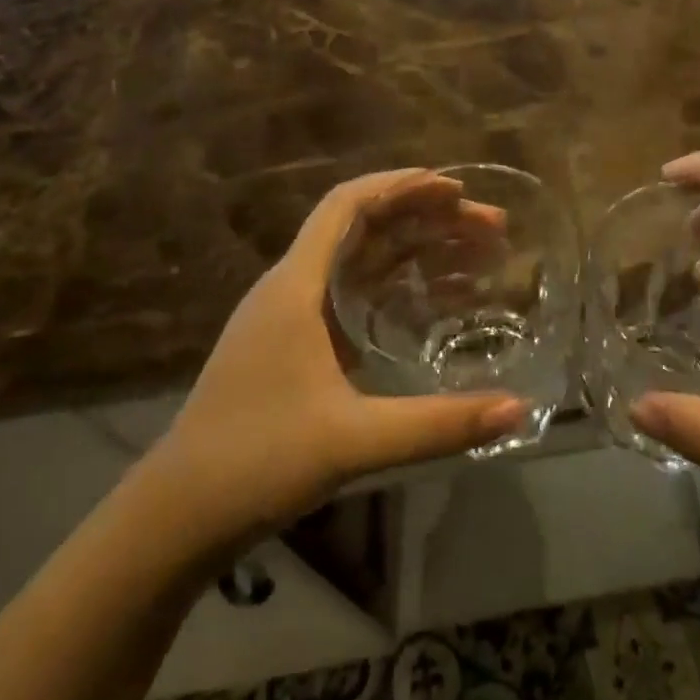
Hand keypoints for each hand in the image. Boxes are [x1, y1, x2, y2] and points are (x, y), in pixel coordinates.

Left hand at [149, 170, 526, 545]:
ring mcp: (289, 317)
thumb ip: (439, 424)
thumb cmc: (257, 462)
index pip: (347, 206)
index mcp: (295, 287)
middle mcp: (290, 288)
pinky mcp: (293, 345)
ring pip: (359, 261)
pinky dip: (394, 285)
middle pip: (362, 228)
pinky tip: (429, 301)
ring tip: (473, 253)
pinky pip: (352, 294)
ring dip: (413, 249)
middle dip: (425, 217)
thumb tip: (519, 409)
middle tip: (488, 227)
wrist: (179, 513)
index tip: (456, 189)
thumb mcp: (355, 441)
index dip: (402, 186)